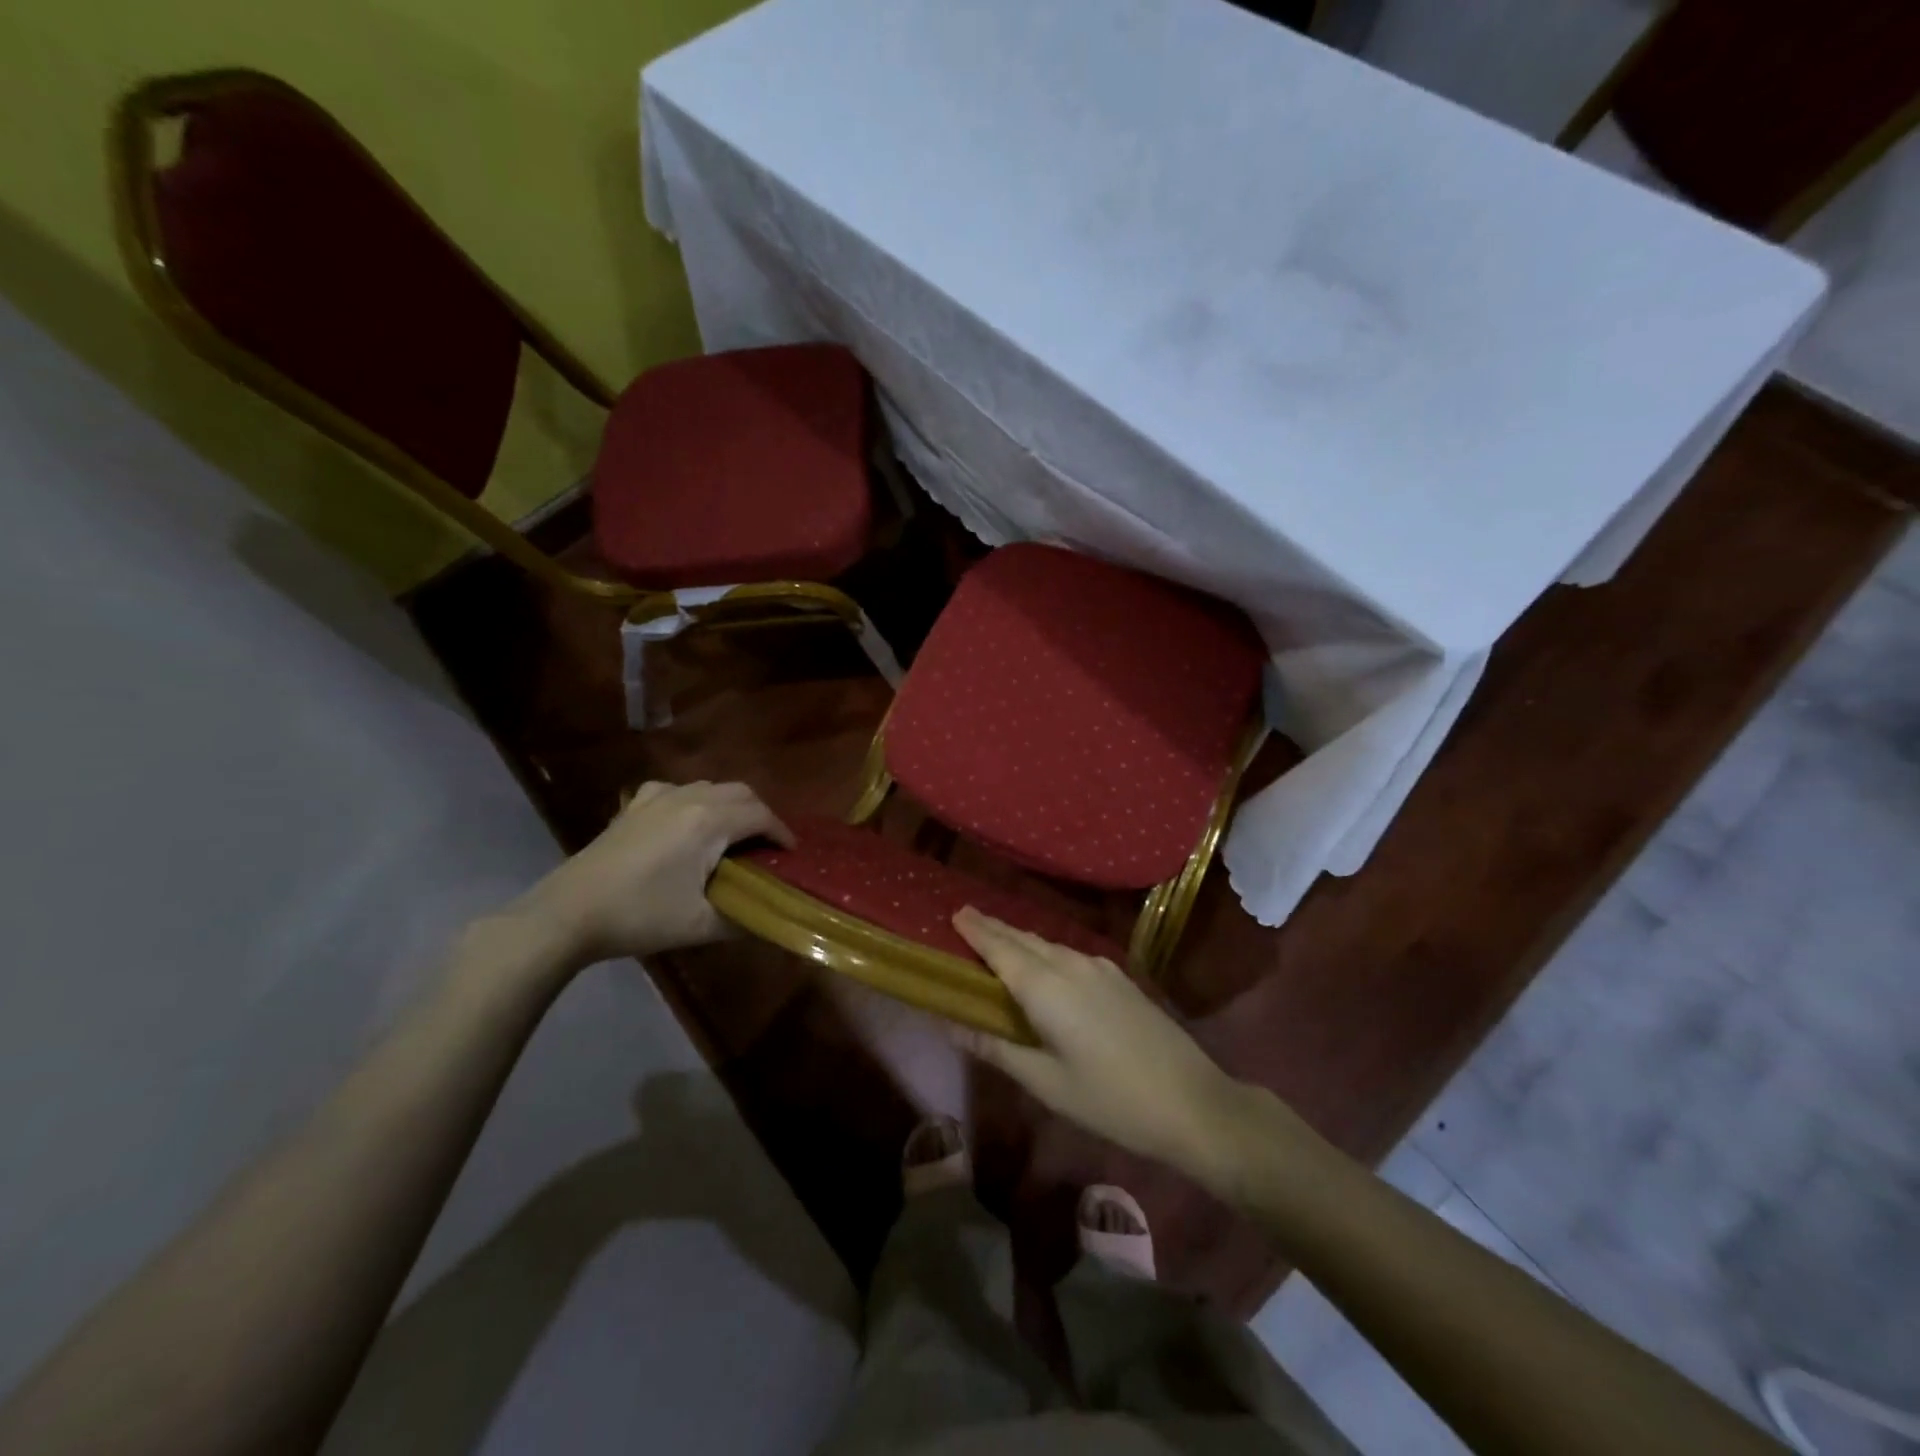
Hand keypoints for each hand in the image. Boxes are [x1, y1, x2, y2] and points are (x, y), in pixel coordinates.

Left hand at [514, 781, 792, 967]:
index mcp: (710, 821)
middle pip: (741, 793)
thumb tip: (772, 920)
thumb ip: (745, 919)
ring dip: (731, 806)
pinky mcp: (634, 806)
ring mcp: (658, 797)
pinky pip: (678, 790)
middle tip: (767, 847)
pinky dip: (696, 801)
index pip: (762, 815)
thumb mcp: (701, 924)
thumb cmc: (641, 916)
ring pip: (711, 787)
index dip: (782, 833)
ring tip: (734, 838)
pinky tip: (687, 823)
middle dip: (762, 816)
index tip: (791, 855)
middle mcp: (689, 798)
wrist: (569, 913)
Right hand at [953, 908, 1253, 1183]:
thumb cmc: (1110, 1099)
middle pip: (1023, 938)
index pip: (999, 947)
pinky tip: (1043, 967)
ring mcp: (1099, 967)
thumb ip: (994, 1046)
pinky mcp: (1119, 977)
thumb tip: (948, 1023)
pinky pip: (1069, 954)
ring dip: (1019, 940)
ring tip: (997, 942)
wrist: (1192, 1102)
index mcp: (1046, 987)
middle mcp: (1070, 964)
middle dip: (993, 928)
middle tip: (965, 921)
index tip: (953, 913)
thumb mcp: (1045, 1082)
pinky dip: (1044, 952)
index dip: (975, 929)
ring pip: (1048, 945)